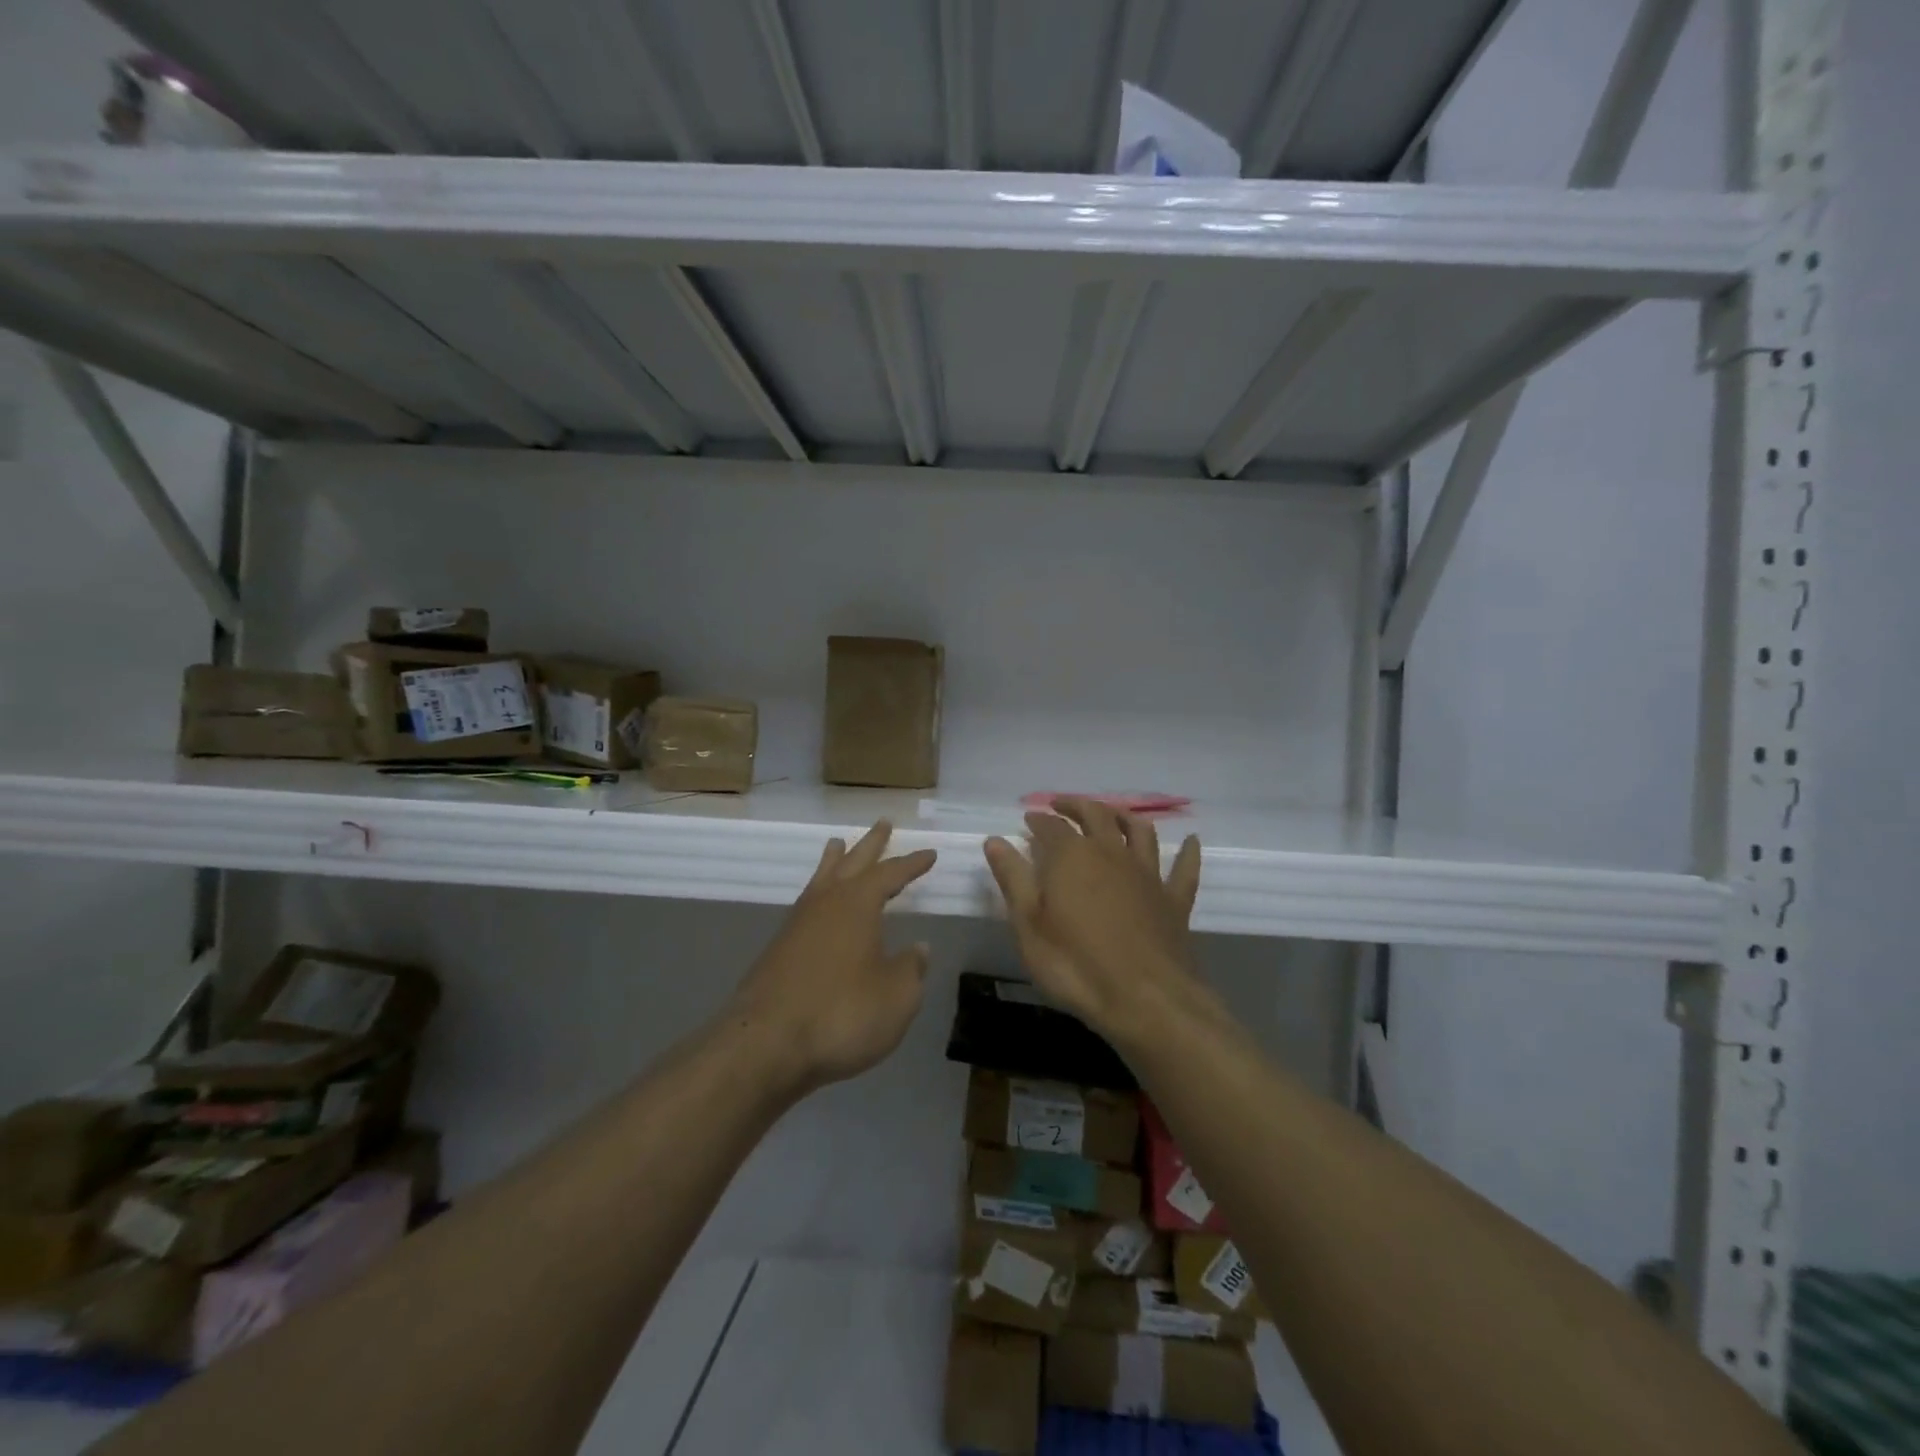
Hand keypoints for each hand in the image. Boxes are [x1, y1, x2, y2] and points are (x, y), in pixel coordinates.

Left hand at [726, 821, 936, 1094]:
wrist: (766, 1045)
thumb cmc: (841, 1014)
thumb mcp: (896, 997)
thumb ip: (911, 969)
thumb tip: (918, 948)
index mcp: (858, 905)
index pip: (891, 874)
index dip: (912, 864)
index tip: (930, 854)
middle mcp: (826, 904)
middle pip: (852, 863)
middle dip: (871, 844)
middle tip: (883, 823)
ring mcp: (797, 924)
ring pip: (822, 879)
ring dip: (835, 861)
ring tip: (839, 844)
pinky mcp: (778, 949)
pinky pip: (807, 904)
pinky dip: (819, 893)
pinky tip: (820, 906)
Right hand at [983, 798, 1210, 1048]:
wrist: (1145, 999)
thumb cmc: (1075, 964)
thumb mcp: (1028, 924)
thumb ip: (1013, 877)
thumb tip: (995, 839)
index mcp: (1072, 856)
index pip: (1051, 826)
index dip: (1038, 820)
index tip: (1029, 818)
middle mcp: (1111, 853)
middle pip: (1095, 815)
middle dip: (1076, 806)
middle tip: (1062, 805)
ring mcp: (1147, 874)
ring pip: (1139, 831)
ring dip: (1124, 816)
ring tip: (1111, 813)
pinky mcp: (1174, 900)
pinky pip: (1184, 869)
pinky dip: (1187, 852)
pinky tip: (1191, 841)